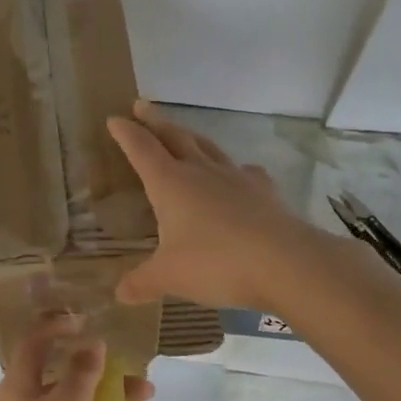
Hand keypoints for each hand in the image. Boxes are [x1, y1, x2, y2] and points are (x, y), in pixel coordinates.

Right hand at [107, 100, 317, 311]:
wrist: (285, 262)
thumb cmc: (216, 263)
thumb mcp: (169, 277)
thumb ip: (142, 282)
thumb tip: (119, 294)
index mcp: (171, 184)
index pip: (142, 149)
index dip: (126, 134)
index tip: (114, 118)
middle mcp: (202, 172)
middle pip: (175, 137)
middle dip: (156, 122)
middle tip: (143, 106)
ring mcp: (236, 178)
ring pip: (208, 147)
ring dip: (191, 137)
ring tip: (184, 134)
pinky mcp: (264, 192)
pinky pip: (243, 172)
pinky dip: (233, 169)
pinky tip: (237, 175)